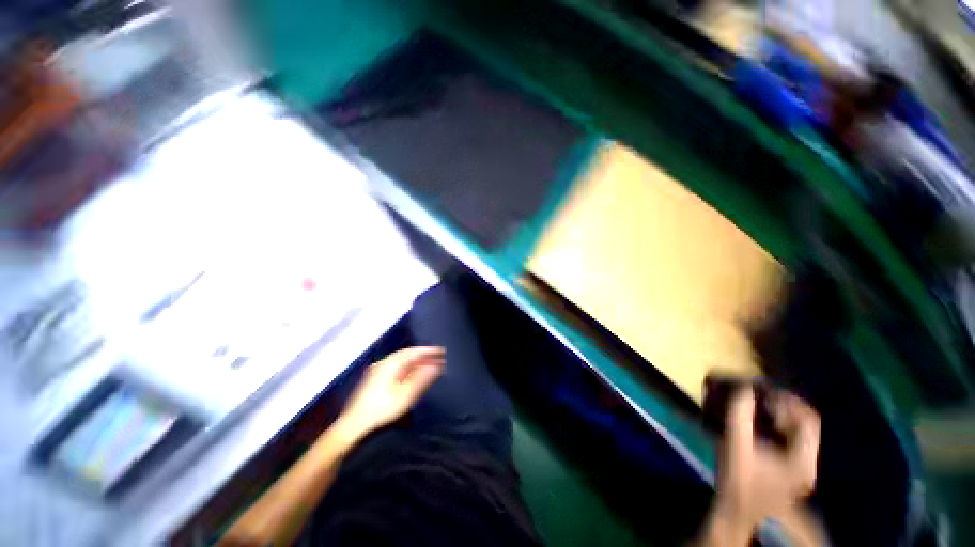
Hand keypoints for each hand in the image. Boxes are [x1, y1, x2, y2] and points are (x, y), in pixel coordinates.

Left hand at [338, 346, 445, 440]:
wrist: (353, 425)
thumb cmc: (382, 408)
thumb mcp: (406, 394)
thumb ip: (422, 377)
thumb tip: (436, 365)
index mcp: (390, 363)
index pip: (413, 351)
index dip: (428, 351)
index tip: (442, 351)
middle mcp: (384, 363)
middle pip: (407, 355)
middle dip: (423, 356)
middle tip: (438, 358)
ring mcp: (377, 371)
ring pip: (401, 361)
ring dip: (416, 362)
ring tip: (429, 365)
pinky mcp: (375, 380)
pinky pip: (396, 368)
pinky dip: (408, 368)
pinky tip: (413, 375)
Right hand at [715, 387, 820, 534]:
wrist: (737, 510)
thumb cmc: (737, 480)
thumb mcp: (735, 446)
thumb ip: (739, 416)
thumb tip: (744, 387)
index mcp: (803, 460)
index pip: (808, 419)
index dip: (788, 400)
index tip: (764, 389)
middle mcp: (808, 461)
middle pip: (806, 423)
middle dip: (783, 405)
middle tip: (760, 394)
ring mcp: (801, 466)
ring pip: (799, 430)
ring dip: (780, 413)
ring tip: (758, 403)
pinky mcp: (791, 468)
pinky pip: (791, 438)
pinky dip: (777, 424)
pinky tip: (759, 420)